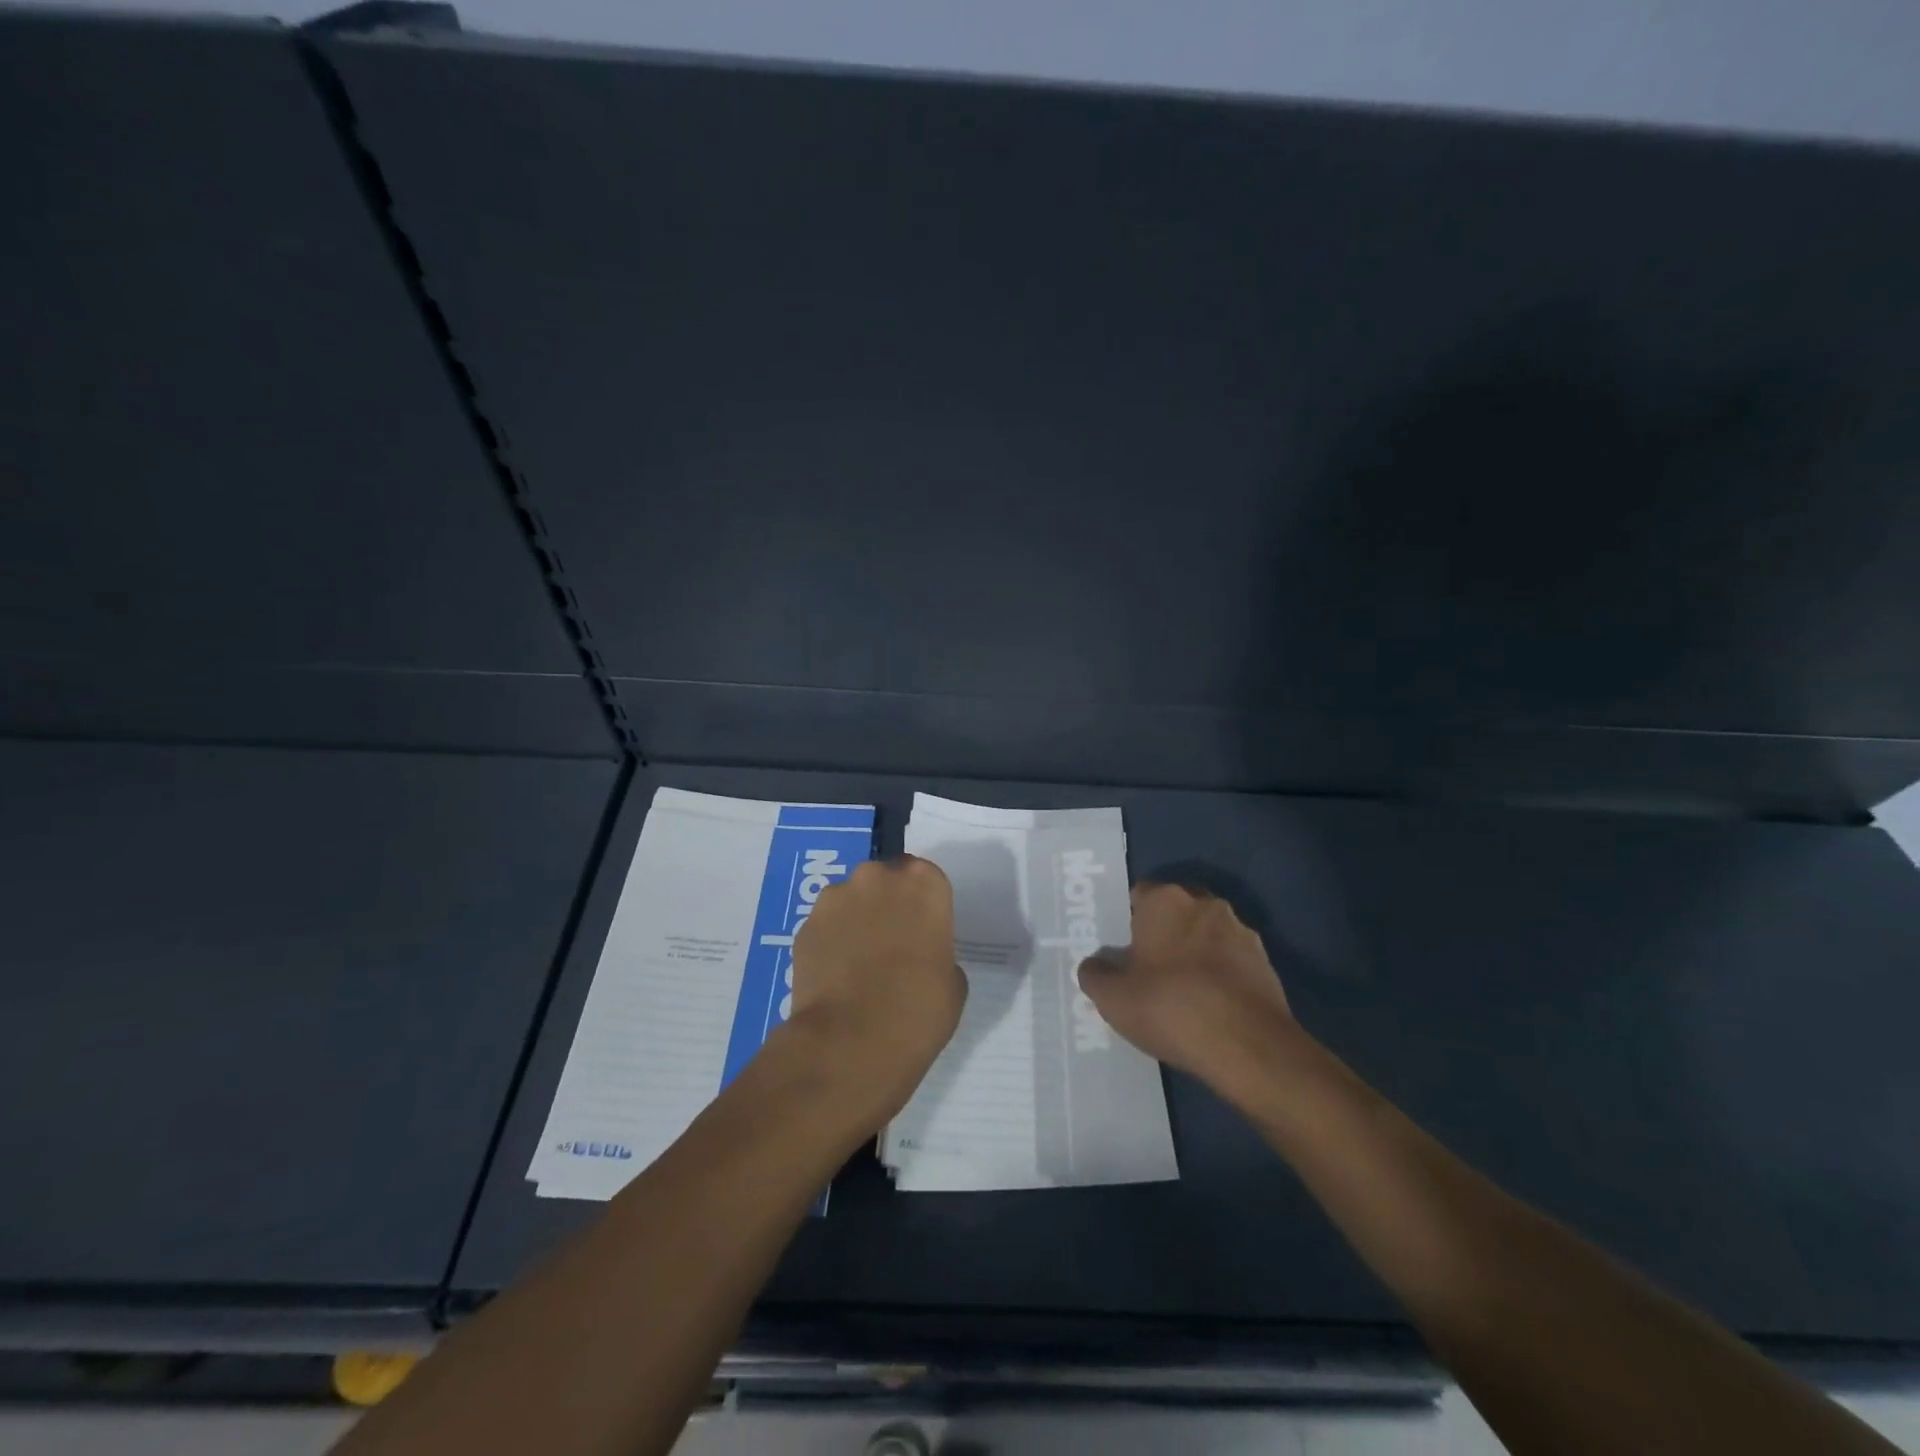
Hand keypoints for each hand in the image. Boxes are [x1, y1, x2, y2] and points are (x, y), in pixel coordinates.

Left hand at [785, 855, 966, 1128]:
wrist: (850, 1043)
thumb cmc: (918, 1011)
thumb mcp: (953, 982)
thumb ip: (937, 950)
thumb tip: (918, 956)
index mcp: (923, 884)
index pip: (926, 879)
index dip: (923, 906)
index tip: (923, 934)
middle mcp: (878, 877)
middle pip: (885, 881)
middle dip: (887, 905)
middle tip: (892, 947)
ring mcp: (835, 898)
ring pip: (851, 900)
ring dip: (856, 921)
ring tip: (859, 966)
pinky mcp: (805, 925)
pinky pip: (825, 926)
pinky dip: (830, 943)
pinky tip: (836, 978)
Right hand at [1078, 882, 1297, 1095]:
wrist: (1249, 1047)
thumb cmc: (1170, 1007)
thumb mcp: (1112, 998)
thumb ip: (1095, 974)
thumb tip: (1095, 965)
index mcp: (1166, 900)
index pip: (1139, 894)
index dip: (1127, 920)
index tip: (1120, 948)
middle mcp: (1206, 904)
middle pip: (1176, 912)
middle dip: (1162, 934)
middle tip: (1145, 968)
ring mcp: (1242, 932)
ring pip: (1206, 936)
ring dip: (1194, 954)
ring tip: (1180, 992)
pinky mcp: (1266, 964)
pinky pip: (1231, 962)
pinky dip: (1219, 977)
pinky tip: (1208, 1008)